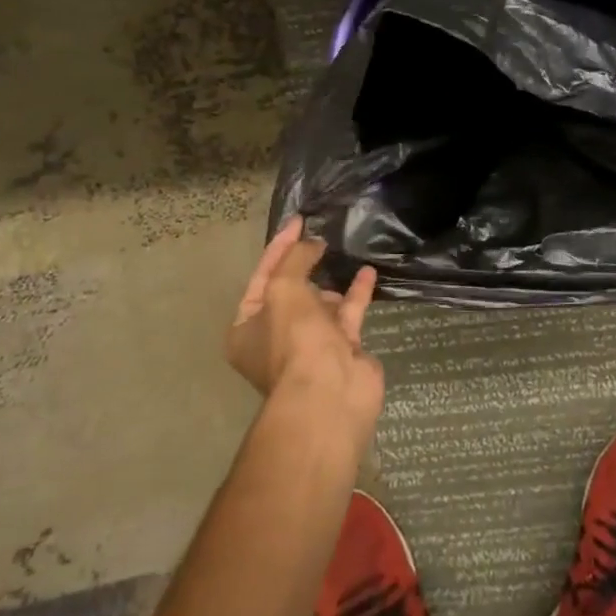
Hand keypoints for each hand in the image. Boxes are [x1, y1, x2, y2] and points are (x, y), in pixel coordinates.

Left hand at [226, 219, 382, 434]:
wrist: (330, 394)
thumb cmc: (294, 340)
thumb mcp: (285, 289)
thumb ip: (296, 260)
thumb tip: (312, 243)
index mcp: (247, 328)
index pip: (262, 276)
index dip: (280, 246)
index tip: (300, 221)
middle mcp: (276, 337)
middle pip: (290, 291)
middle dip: (305, 264)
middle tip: (322, 236)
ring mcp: (310, 345)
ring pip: (320, 303)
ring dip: (331, 280)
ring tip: (344, 251)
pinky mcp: (342, 349)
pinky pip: (348, 313)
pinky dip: (357, 292)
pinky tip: (367, 271)